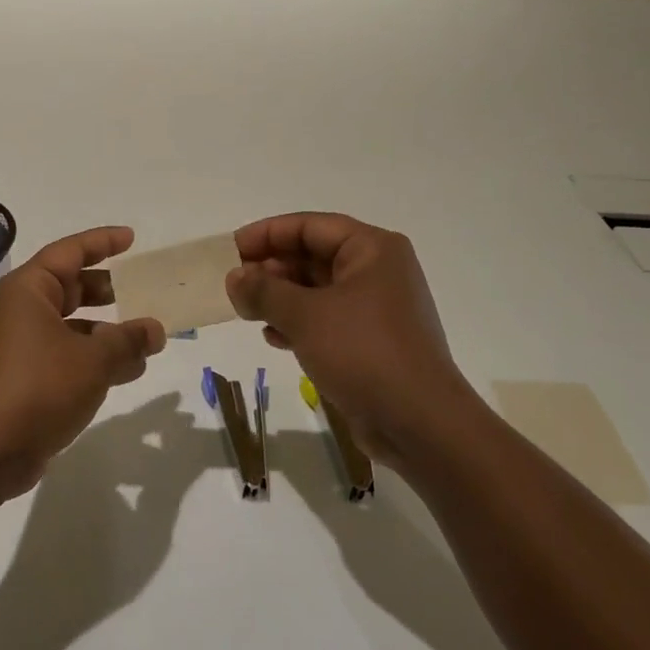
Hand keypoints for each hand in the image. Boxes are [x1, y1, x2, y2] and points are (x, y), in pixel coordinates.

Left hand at [0, 226, 166, 497]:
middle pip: (70, 287)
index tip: (131, 239)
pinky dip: (93, 357)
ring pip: (71, 325)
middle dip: (108, 290)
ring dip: (107, 331)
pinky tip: (125, 373)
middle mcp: (21, 311)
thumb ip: (129, 340)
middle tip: (142, 290)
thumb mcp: (94, 360)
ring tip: (146, 341)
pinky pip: (65, 354)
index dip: (102, 242)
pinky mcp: (24, 377)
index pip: (69, 251)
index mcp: (29, 290)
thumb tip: (154, 329)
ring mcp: (20, 345)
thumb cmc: (40, 387)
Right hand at [226, 212, 468, 461]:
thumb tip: (235, 278)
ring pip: (316, 290)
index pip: (309, 226)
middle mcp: (377, 271)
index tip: (230, 250)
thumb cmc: (363, 352)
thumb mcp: (304, 315)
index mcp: (372, 249)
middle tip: (234, 284)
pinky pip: (325, 319)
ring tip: (246, 311)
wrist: (419, 423)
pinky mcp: (370, 341)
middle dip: (271, 268)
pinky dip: (297, 323)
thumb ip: (263, 290)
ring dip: (279, 297)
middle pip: (313, 255)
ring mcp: (375, 308)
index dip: (266, 233)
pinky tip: (272, 337)